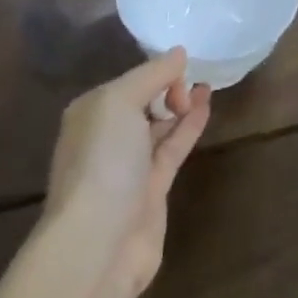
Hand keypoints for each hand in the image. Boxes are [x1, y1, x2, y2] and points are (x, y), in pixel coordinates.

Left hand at [44, 49, 210, 297]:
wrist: (98, 244)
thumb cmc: (103, 162)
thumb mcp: (120, 102)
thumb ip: (151, 74)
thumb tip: (179, 53)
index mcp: (90, 112)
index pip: (128, 81)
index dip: (156, 71)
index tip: (183, 68)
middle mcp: (106, 136)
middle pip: (143, 102)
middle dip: (168, 87)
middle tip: (195, 78)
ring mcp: (128, 166)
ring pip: (159, 126)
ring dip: (182, 105)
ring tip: (207, 86)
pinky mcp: (151, 190)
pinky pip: (172, 148)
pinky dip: (188, 128)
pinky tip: (205, 108)